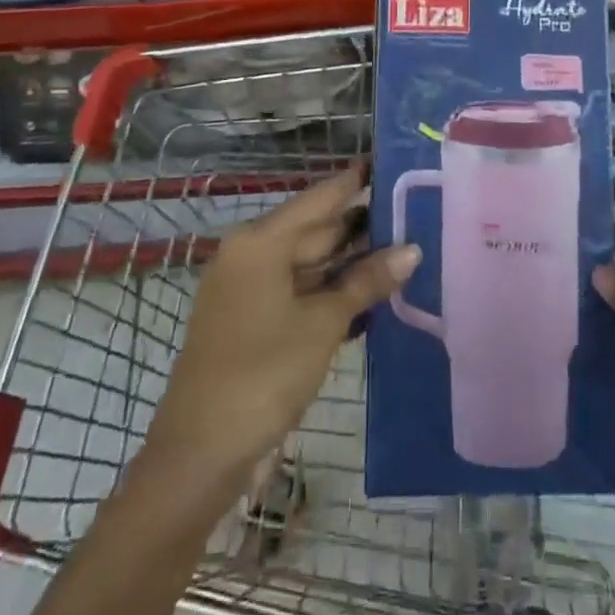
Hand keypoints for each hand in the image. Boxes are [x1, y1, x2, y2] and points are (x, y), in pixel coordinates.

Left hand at [145, 170, 420, 484]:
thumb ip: (366, 282)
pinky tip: (370, 291)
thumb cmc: (263, 374)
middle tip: (413, 213)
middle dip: (362, 226)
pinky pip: (298, 289)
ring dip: (350, 261)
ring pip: (308, 262)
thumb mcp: (323, 324)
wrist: (200, 452)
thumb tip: (411, 249)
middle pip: (315, 229)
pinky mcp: (250, 318)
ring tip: (403, 248)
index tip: (390, 162)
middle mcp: (251, 254)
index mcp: (261, 241)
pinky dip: (330, 289)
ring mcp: (248, 287)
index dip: (355, 181)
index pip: (320, 198)